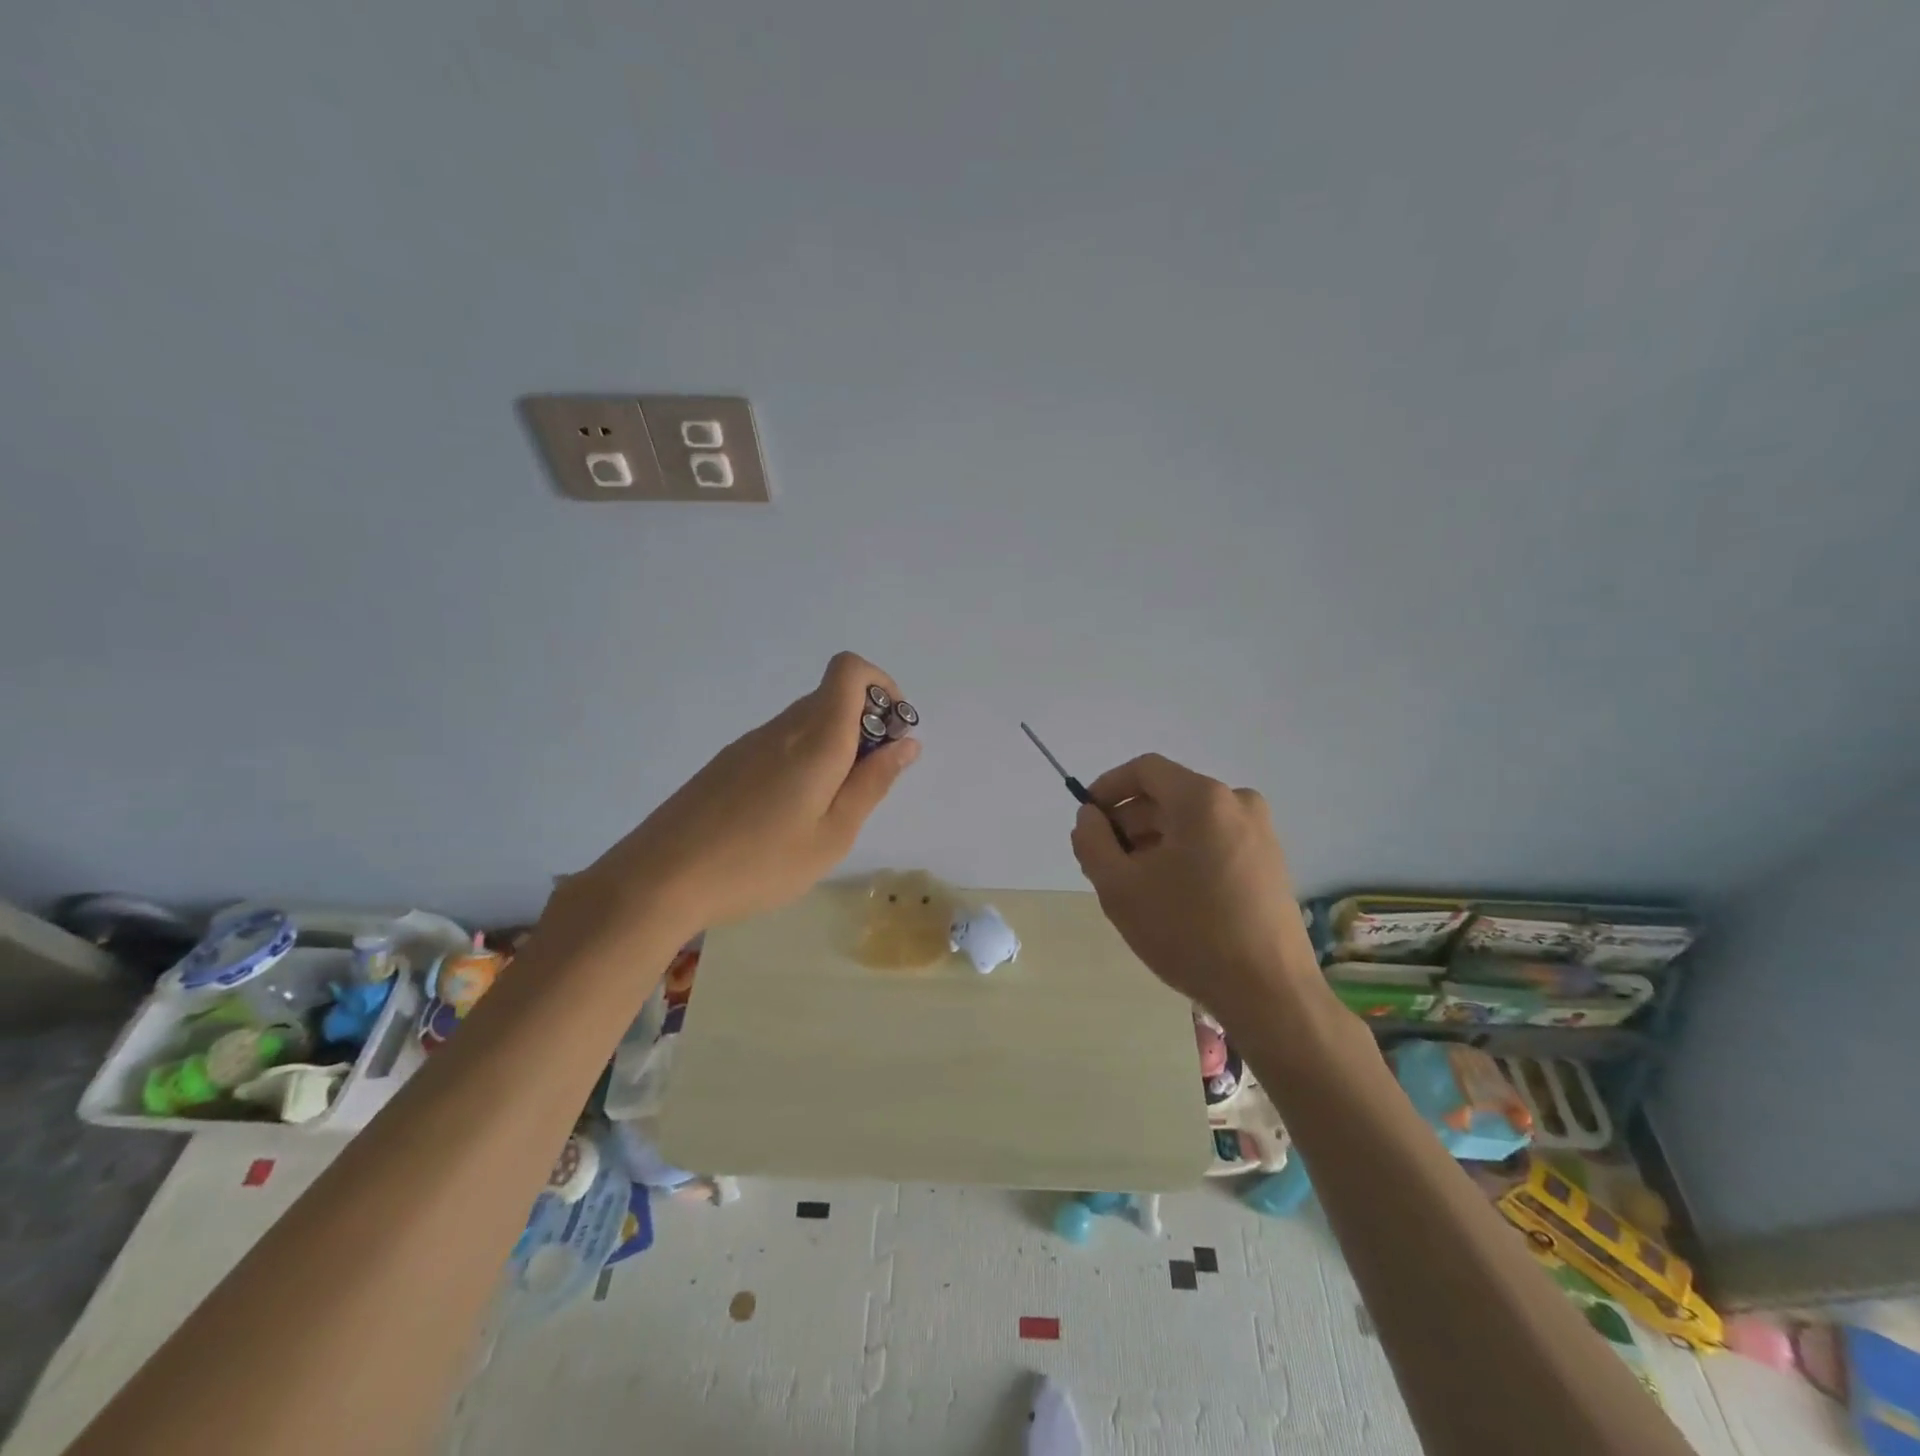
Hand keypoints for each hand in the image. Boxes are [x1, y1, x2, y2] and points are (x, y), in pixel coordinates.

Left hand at [552, 653, 919, 943]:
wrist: (658, 878)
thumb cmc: (759, 863)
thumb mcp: (833, 835)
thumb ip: (873, 784)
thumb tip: (907, 743)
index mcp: (816, 738)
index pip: (850, 669)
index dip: (882, 687)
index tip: (892, 733)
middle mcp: (783, 728)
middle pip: (833, 696)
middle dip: (865, 725)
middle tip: (865, 784)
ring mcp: (750, 743)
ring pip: (807, 722)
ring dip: (834, 746)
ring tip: (826, 810)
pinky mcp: (727, 762)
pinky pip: (781, 743)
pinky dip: (804, 760)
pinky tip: (786, 815)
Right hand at [1070, 753, 1304, 1012]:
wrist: (1269, 993)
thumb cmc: (1188, 932)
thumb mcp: (1119, 887)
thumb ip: (1092, 841)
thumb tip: (1090, 816)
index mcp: (1203, 799)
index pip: (1144, 770)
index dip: (1107, 788)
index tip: (1087, 820)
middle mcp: (1237, 803)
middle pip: (1168, 796)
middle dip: (1129, 822)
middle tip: (1104, 862)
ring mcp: (1260, 833)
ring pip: (1190, 821)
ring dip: (1154, 841)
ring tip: (1134, 885)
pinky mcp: (1270, 862)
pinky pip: (1213, 841)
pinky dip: (1183, 855)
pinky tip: (1170, 896)